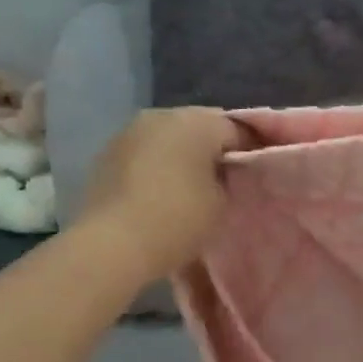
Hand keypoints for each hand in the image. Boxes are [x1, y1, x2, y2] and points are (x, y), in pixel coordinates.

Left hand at [77, 108, 248, 277]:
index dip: (250, 150)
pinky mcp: (107, 154)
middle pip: (200, 127)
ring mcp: (129, 132)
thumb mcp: (222, 200)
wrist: (111, 245)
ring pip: (169, 138)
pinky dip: (157, 166)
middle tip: (226, 180)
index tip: (255, 174)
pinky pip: (145, 153)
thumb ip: (227, 177)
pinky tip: (161, 192)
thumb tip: (220, 171)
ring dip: (182, 155)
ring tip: (192, 187)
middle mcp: (162, 115)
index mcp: (197, 121)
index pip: (237, 129)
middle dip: (213, 149)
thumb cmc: (178, 218)